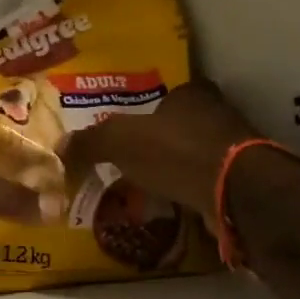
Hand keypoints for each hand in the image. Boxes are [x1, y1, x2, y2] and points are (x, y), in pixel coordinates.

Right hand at [65, 82, 260, 221]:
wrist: (233, 190)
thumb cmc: (176, 152)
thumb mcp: (121, 140)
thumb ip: (90, 142)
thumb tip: (59, 148)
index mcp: (192, 93)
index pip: (165, 95)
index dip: (145, 112)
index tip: (126, 134)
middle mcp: (217, 113)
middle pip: (181, 125)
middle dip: (159, 143)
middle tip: (131, 163)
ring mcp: (233, 148)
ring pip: (194, 155)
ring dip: (175, 169)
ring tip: (147, 188)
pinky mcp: (240, 180)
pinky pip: (205, 183)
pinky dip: (189, 192)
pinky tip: (172, 205)